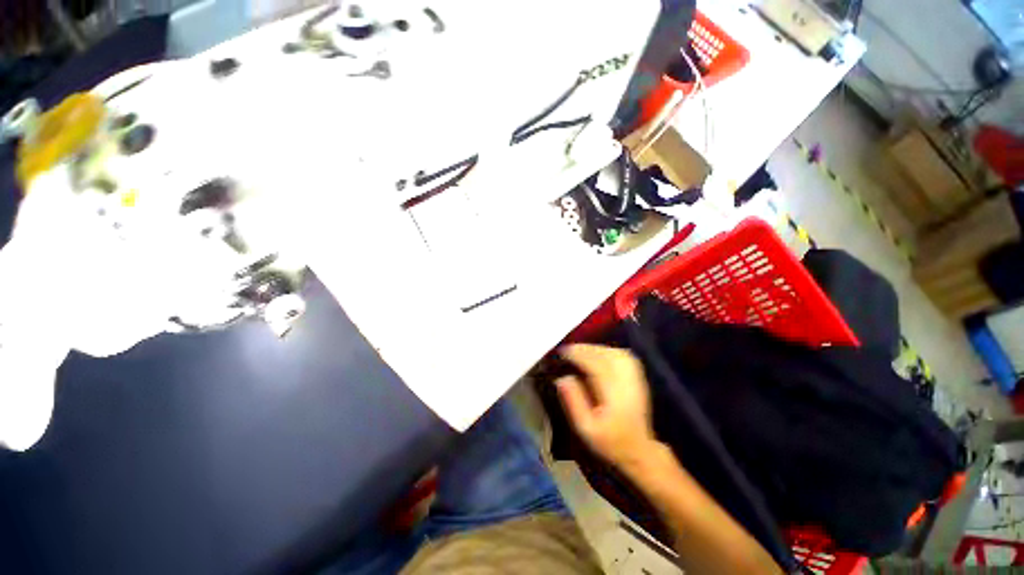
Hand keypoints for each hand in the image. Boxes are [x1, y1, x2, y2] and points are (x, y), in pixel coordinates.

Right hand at [556, 344, 658, 469]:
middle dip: (586, 349)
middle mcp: (627, 384)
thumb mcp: (585, 428)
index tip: (562, 352)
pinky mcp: (639, 378)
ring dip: (597, 348)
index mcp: (613, 396)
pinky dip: (609, 351)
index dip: (578, 356)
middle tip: (568, 349)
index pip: (595, 366)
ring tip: (581, 350)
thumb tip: (561, 377)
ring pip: (616, 354)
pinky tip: (599, 353)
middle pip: (606, 356)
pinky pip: (624, 357)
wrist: (639, 450)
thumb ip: (573, 402)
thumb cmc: (609, 441)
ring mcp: (636, 379)